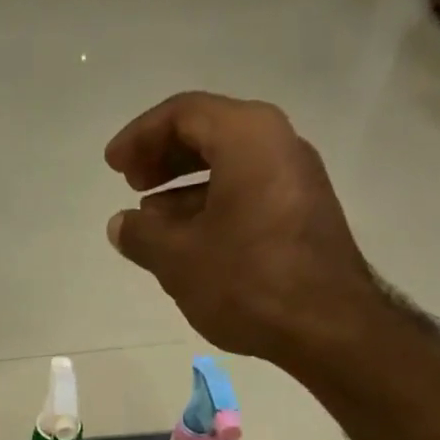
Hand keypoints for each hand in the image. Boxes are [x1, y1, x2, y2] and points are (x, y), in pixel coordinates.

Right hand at [105, 92, 378, 365]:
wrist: (326, 325)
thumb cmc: (247, 281)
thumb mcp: (179, 260)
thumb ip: (142, 236)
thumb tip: (121, 224)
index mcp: (247, 136)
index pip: (183, 114)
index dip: (140, 137)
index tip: (113, 166)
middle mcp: (278, 143)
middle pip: (210, 134)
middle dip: (164, 158)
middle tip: (131, 184)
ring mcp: (296, 179)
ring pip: (230, 167)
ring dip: (185, 189)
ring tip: (152, 222)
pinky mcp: (304, 214)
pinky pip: (249, 193)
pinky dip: (213, 207)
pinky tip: (192, 242)